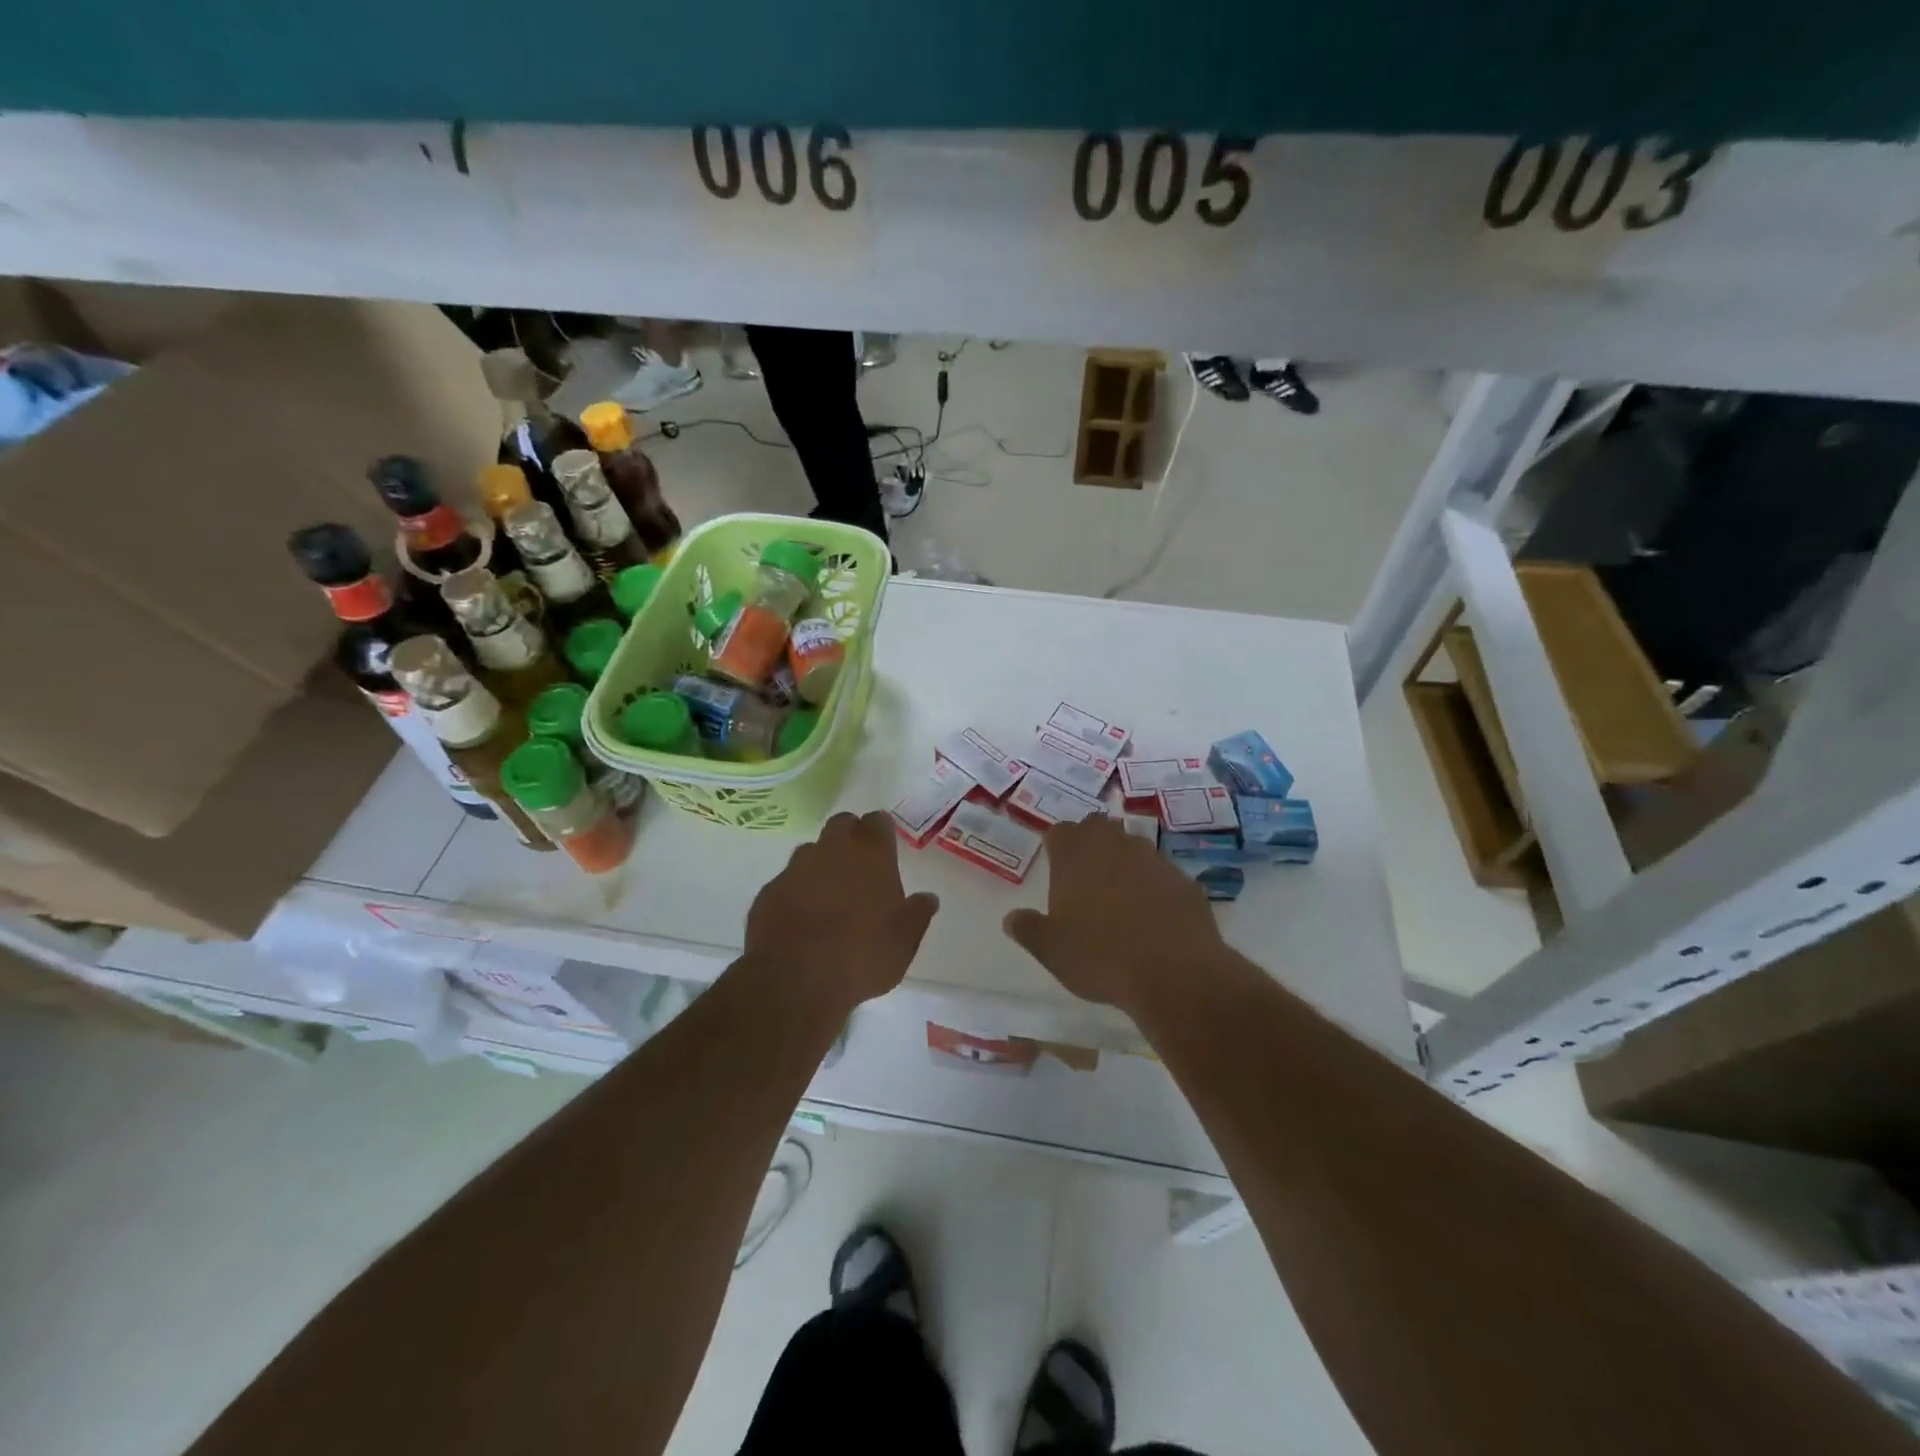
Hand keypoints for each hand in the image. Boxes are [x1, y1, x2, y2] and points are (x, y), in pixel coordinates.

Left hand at [745, 811, 939, 1011]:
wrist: (797, 978)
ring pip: (810, 851)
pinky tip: (800, 919)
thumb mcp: (905, 940)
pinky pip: (786, 882)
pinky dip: (795, 892)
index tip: (884, 846)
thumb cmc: (863, 955)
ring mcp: (795, 868)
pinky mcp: (768, 892)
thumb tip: (928, 898)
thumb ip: (917, 914)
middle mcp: (832, 850)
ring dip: (820, 864)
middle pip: (841, 825)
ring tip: (827, 896)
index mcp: (871, 855)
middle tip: (858, 865)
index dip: (881, 830)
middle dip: (850, 836)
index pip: (877, 821)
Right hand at [1003, 817, 1226, 1013]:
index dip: (1057, 846)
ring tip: (1120, 899)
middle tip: (1085, 877)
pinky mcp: (1184, 881)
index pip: (1060, 832)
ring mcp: (1154, 860)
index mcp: (1076, 856)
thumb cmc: (1100, 957)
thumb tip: (1012, 918)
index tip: (1056, 866)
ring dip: (1124, 863)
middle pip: (1098, 828)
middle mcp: (1115, 846)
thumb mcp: (1051, 950)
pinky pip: (1162, 875)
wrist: (1174, 973)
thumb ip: (1028, 929)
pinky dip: (1154, 887)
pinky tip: (1154, 918)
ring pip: (1133, 847)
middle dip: (1090, 844)